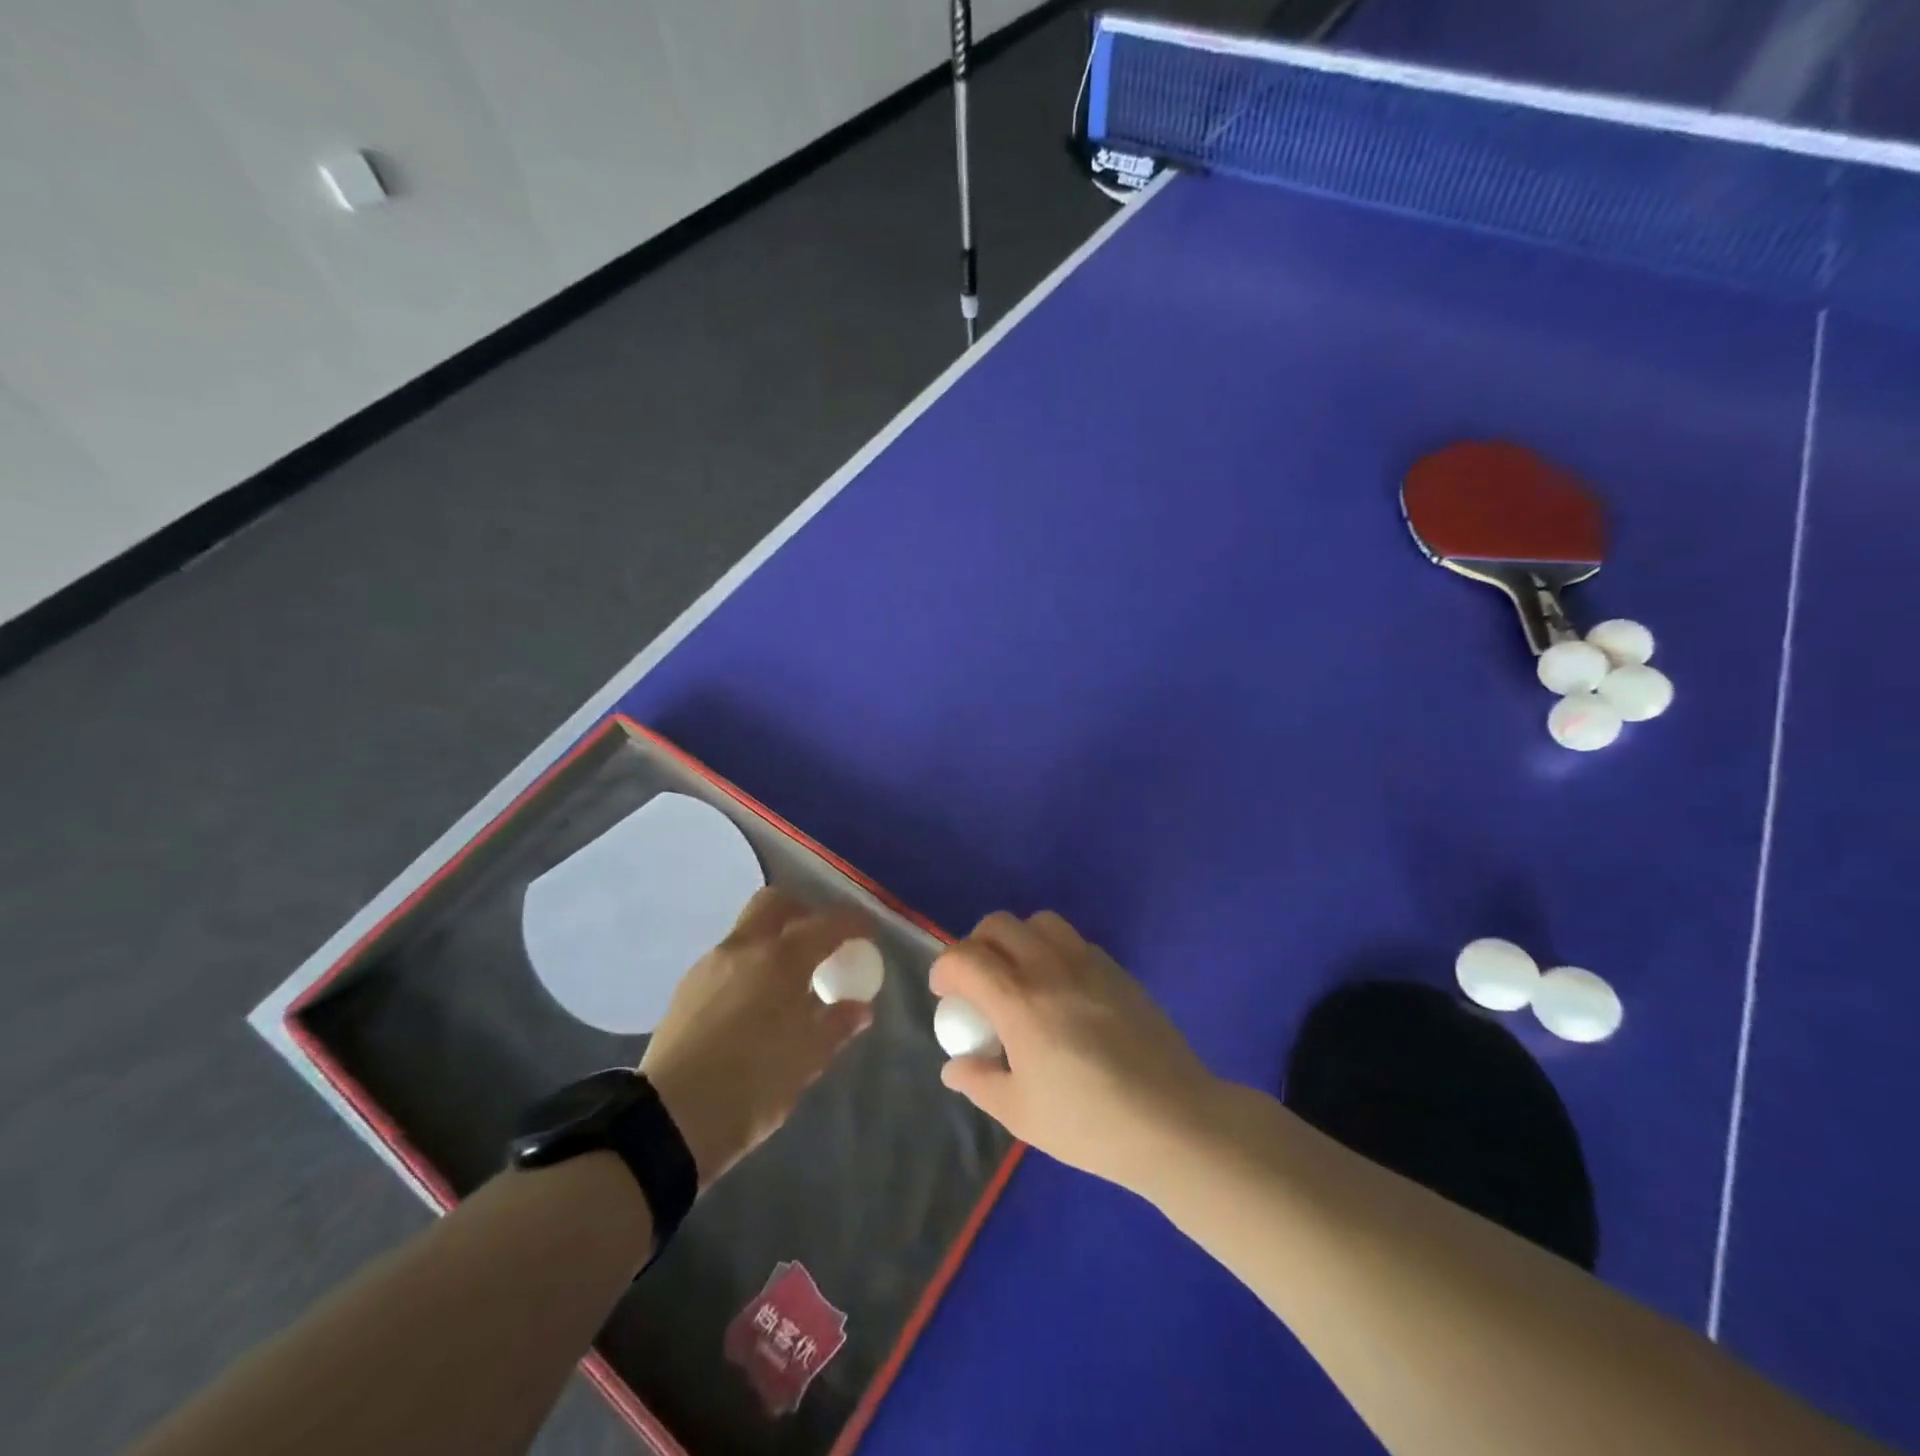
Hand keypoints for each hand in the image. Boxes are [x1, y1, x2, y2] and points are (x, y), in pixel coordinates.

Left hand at [640, 888, 874, 1187]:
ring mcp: (710, 964)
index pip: (826, 924)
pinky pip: (728, 958)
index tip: (867, 934)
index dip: (853, 923)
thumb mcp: (807, 1060)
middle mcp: (745, 948)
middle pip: (776, 903)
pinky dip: (750, 964)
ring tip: (788, 980)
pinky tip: (754, 1001)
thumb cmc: (753, 1085)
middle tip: (820, 942)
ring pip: (748, 929)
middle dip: (803, 912)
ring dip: (773, 939)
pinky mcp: (687, 987)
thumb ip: (837, 1025)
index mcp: (782, 960)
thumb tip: (860, 1008)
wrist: (671, 1120)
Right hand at [930, 911, 1218, 1192]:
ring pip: (1041, 921)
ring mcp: (1089, 963)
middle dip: (977, 944)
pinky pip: (1075, 940)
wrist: (1173, 1120)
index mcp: (1020, 1001)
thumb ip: (979, 1082)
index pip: (965, 958)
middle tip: (978, 981)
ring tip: (1020, 976)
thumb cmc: (1089, 1124)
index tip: (945, 995)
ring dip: (1018, 938)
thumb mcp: (1021, 1113)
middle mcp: (1050, 968)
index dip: (944, 969)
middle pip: (999, 924)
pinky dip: (1054, 950)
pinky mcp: (1118, 970)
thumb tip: (954, 1066)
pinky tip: (1062, 990)